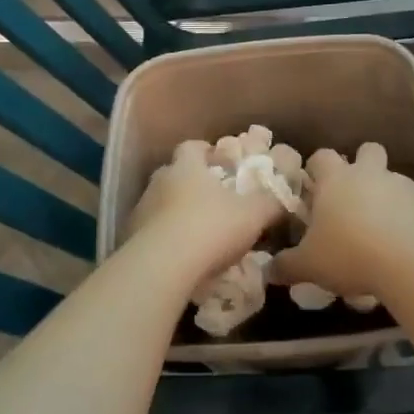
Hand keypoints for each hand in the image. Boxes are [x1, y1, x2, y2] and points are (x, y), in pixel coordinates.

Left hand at [125, 140, 284, 284]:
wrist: (162, 267)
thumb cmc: (211, 228)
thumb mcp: (254, 215)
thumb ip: (270, 203)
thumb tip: (283, 197)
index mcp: (186, 167)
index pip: (192, 147)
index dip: (207, 152)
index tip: (222, 163)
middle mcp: (159, 182)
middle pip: (175, 174)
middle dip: (193, 184)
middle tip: (214, 199)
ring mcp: (141, 210)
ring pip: (161, 203)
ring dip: (177, 212)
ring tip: (198, 231)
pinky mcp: (130, 238)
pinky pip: (152, 231)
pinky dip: (165, 238)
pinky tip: (181, 255)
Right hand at [271, 143, 413, 301]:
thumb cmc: (351, 254)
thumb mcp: (310, 265)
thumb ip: (287, 266)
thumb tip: (268, 270)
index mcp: (336, 179)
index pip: (322, 157)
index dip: (316, 169)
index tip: (313, 190)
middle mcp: (370, 174)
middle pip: (367, 151)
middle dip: (361, 166)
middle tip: (351, 199)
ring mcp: (403, 185)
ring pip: (391, 179)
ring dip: (385, 196)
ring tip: (378, 231)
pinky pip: (413, 204)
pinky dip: (407, 217)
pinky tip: (402, 245)